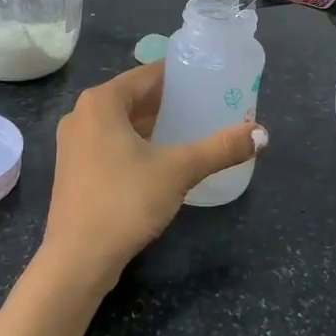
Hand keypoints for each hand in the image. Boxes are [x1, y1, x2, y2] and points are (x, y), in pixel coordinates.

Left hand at [40, 62, 266, 294]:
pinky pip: (111, 143)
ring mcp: (73, 144)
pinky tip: (162, 158)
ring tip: (190, 129)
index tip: (209, 79)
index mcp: (101, 101)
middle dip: (169, 102)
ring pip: (122, 122)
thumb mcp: (178, 170)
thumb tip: (262, 134)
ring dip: (153, 124)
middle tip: (206, 105)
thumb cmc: (124, 201)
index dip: (180, 75)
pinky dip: (136, 144)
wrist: (76, 261)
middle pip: (134, 97)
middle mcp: (82, 114)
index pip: (148, 74)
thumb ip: (220, 148)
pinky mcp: (74, 170)